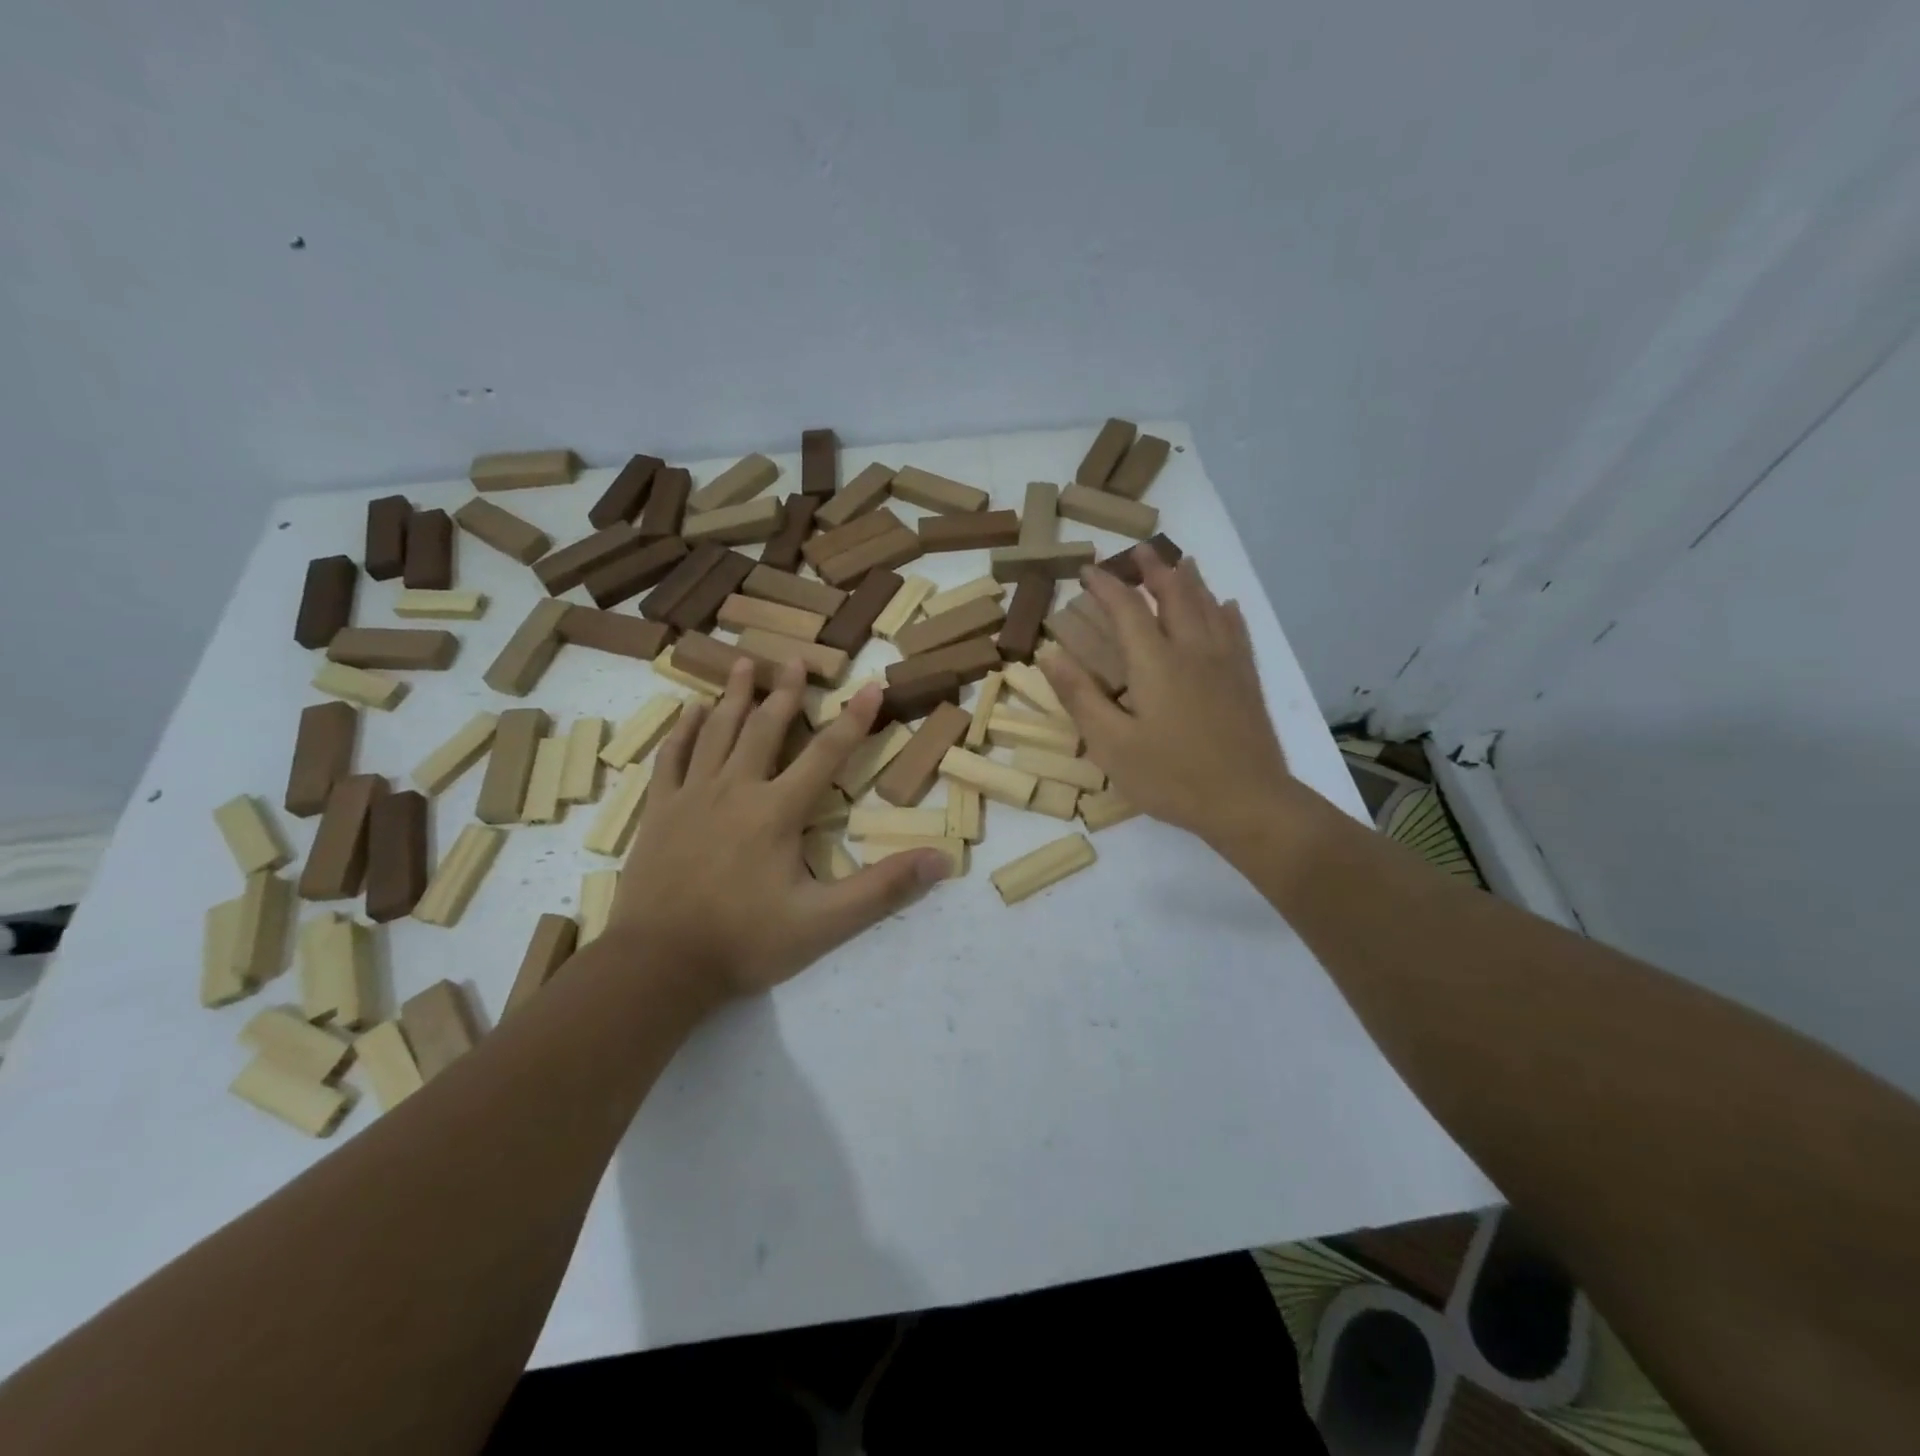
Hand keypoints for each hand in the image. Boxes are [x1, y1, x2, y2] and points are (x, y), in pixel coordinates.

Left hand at [609, 660, 947, 999]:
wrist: (658, 966)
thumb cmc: (745, 942)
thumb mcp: (825, 924)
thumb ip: (883, 889)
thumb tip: (941, 861)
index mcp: (777, 812)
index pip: (825, 754)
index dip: (853, 719)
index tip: (872, 684)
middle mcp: (735, 790)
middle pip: (764, 729)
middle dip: (785, 692)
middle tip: (796, 659)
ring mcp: (691, 797)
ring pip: (717, 732)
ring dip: (734, 696)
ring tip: (745, 662)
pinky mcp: (659, 812)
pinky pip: (671, 758)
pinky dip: (684, 730)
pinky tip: (691, 711)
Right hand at [1039, 549, 1293, 847]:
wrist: (1248, 802)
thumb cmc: (1171, 777)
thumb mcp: (1111, 744)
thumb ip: (1079, 696)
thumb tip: (1049, 652)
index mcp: (1154, 662)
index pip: (1126, 609)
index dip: (1106, 586)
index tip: (1087, 571)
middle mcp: (1192, 649)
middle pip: (1174, 594)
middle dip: (1154, 569)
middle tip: (1139, 551)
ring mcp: (1225, 662)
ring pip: (1208, 606)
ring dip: (1190, 580)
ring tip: (1180, 562)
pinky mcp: (1246, 680)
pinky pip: (1237, 631)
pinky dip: (1226, 611)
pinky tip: (1226, 605)